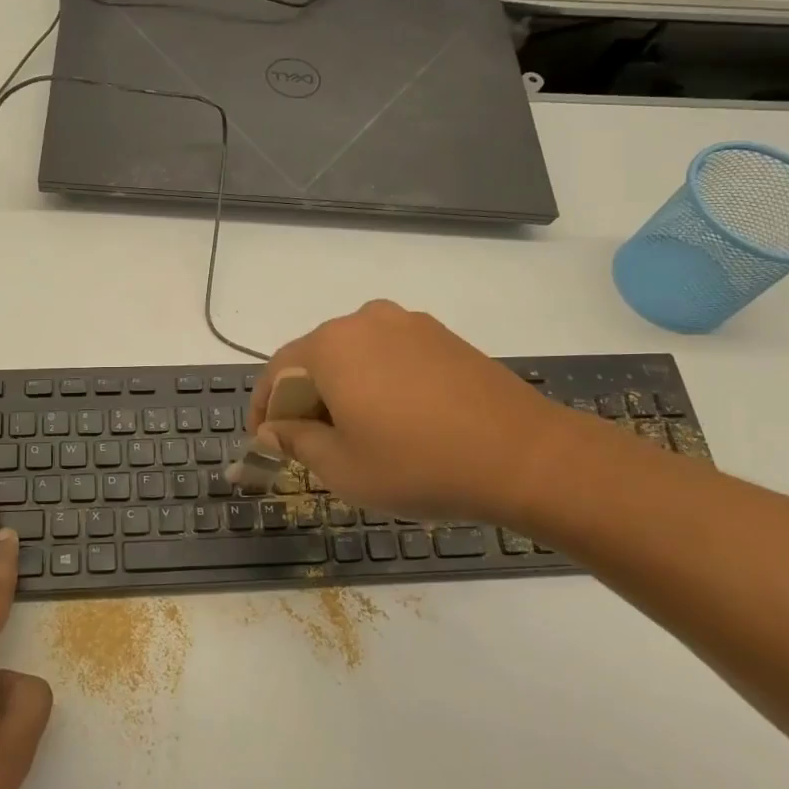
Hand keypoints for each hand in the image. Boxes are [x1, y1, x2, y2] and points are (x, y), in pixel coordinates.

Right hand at [249, 300, 582, 524]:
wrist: (525, 457)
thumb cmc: (418, 465)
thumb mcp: (342, 467)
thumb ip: (295, 441)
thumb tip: (271, 430)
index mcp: (332, 346)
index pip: (277, 372)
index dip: (263, 408)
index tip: (263, 442)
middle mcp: (365, 321)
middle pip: (315, 358)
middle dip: (303, 399)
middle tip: (308, 444)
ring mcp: (409, 324)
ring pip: (354, 355)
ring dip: (341, 390)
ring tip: (353, 433)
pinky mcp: (443, 337)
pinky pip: (390, 356)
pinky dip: (377, 382)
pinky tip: (395, 419)